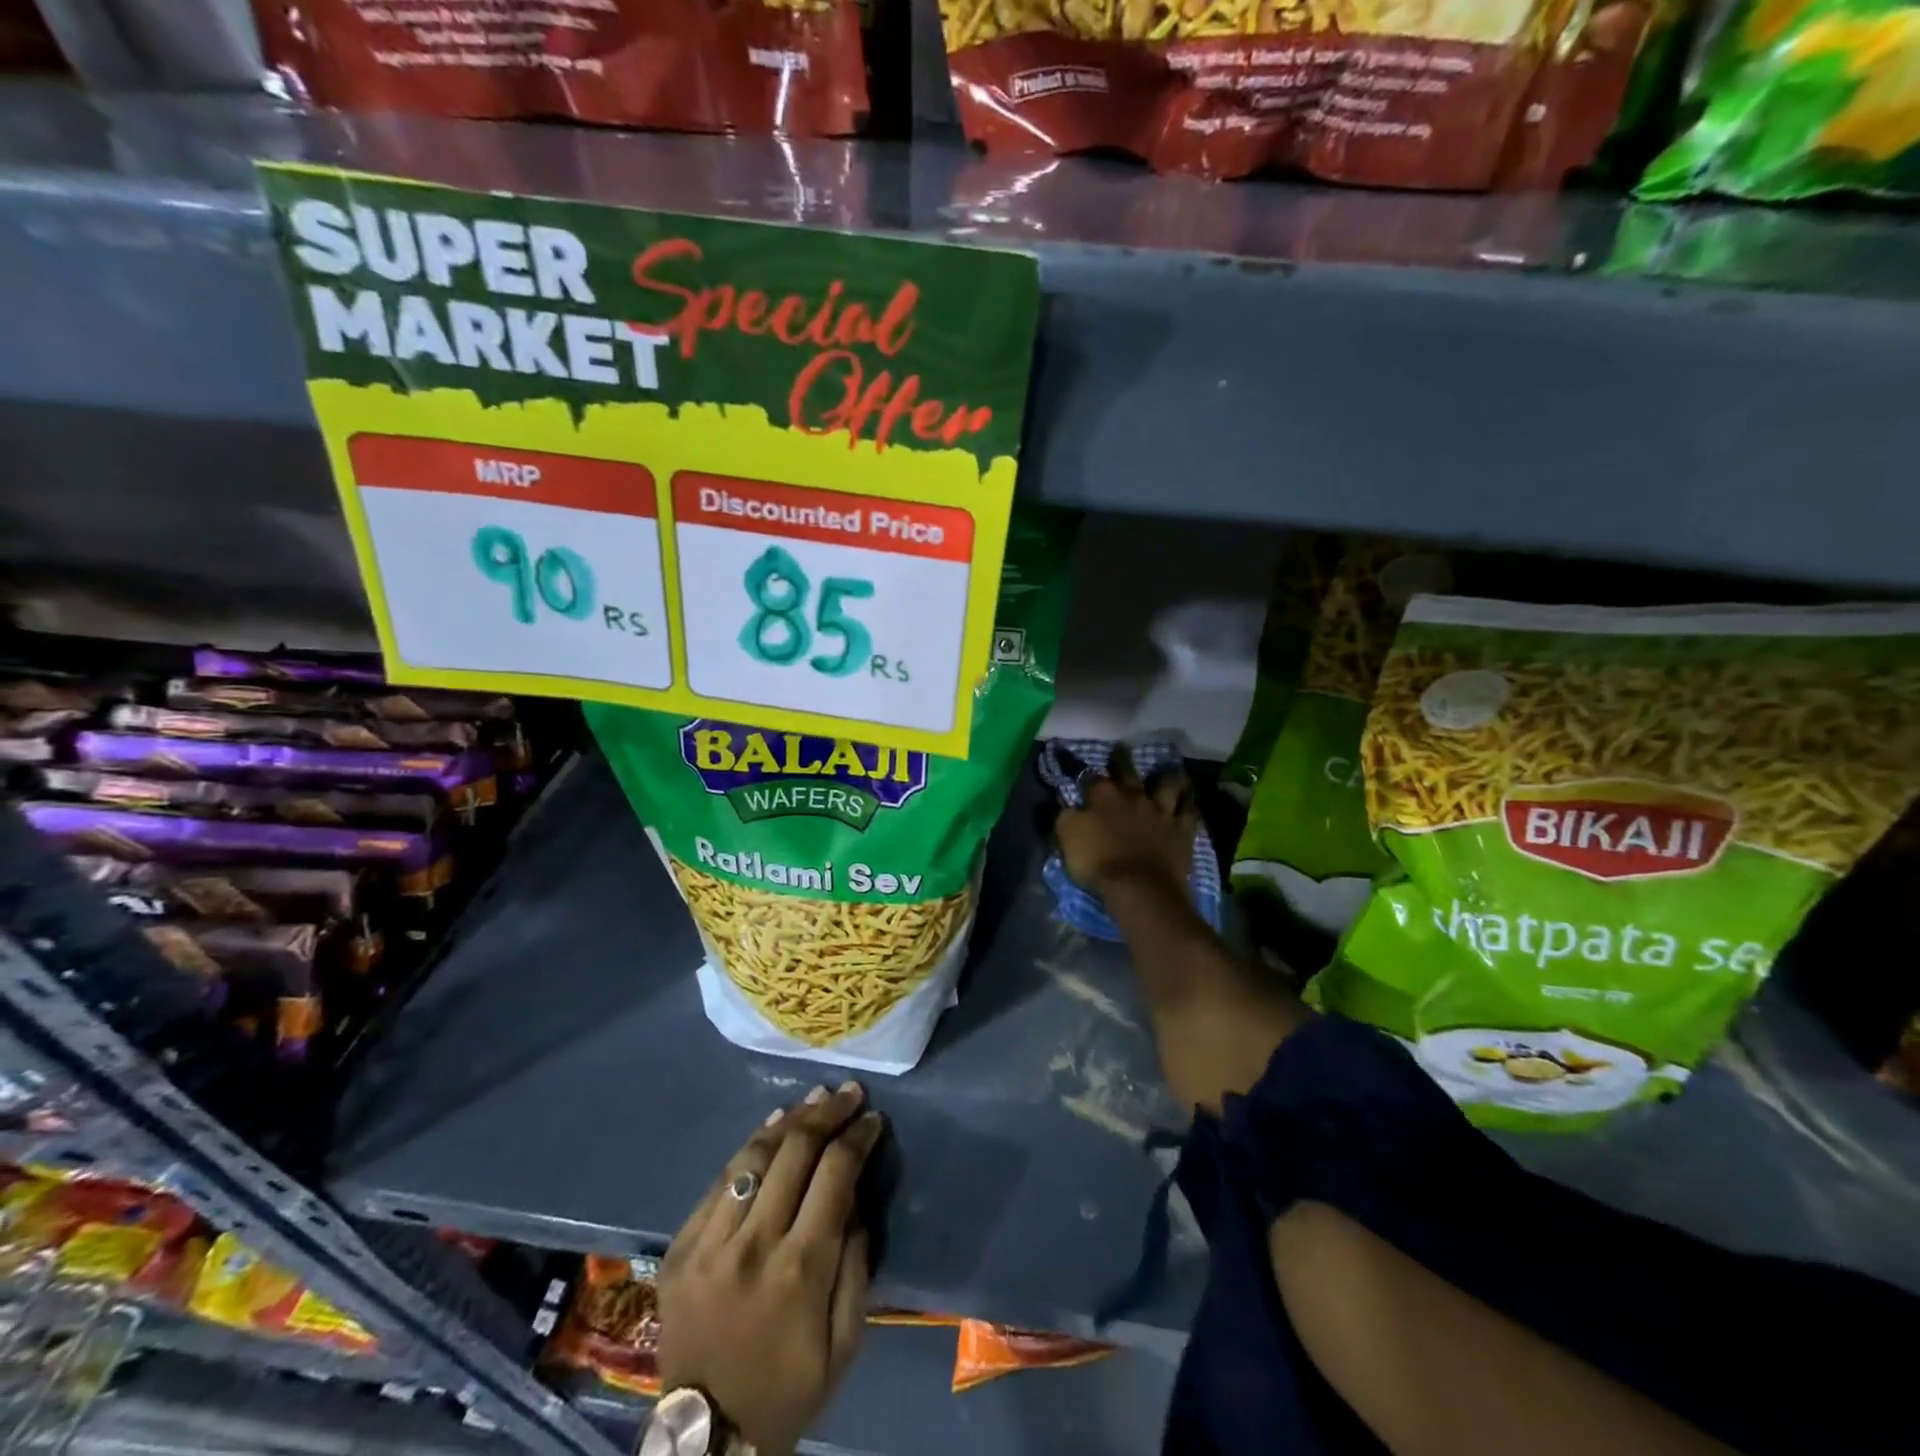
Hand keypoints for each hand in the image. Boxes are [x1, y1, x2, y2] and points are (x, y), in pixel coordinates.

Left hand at [658, 1083, 882, 1455]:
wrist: (705, 1439)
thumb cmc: (788, 1389)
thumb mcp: (845, 1342)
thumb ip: (856, 1265)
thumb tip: (854, 1200)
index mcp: (800, 1270)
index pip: (835, 1174)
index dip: (857, 1137)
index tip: (873, 1120)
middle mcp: (753, 1245)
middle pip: (794, 1152)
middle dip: (827, 1113)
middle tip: (848, 1093)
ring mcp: (710, 1244)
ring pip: (754, 1156)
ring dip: (789, 1120)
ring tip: (814, 1099)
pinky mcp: (680, 1247)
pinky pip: (720, 1180)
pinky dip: (749, 1147)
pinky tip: (771, 1128)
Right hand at [1055, 745, 1197, 896]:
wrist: (1139, 888)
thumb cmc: (1098, 862)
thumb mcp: (1067, 837)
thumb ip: (1066, 815)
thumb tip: (1067, 802)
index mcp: (1103, 797)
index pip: (1091, 778)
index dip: (1084, 774)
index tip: (1081, 772)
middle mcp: (1133, 796)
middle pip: (1127, 772)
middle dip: (1122, 759)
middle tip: (1121, 749)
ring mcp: (1161, 811)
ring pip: (1166, 785)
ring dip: (1166, 776)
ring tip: (1167, 770)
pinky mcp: (1182, 830)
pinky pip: (1189, 811)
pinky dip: (1189, 802)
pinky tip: (1190, 798)